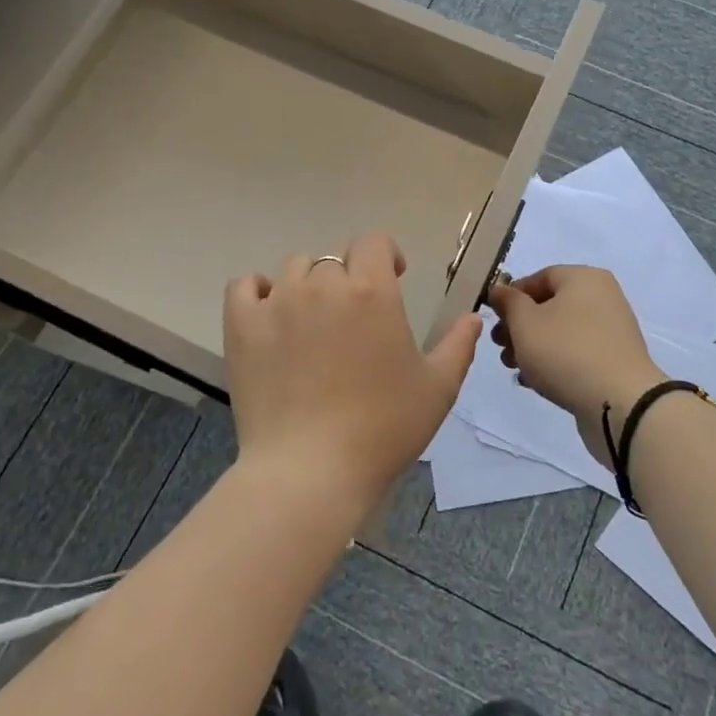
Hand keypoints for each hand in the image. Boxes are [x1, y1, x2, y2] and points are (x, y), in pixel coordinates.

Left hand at [224, 233, 481, 516]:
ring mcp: (278, 302)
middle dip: (349, 281)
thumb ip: (458, 345)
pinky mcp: (242, 325)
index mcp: (372, 291)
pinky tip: (270, 315)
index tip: (394, 278)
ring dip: (308, 285)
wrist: (310, 472)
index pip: (375, 243)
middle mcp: (323, 285)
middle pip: (335, 261)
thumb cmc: (382, 429)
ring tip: (313, 322)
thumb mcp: (436, 389)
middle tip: (354, 320)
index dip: (386, 255)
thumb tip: (473, 316)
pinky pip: (245, 286)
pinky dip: (258, 292)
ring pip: (294, 270)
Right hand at [488, 265, 664, 469]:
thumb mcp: (524, 323)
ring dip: (533, 347)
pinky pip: (577, 352)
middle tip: (500, 348)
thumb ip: (508, 303)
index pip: (538, 277)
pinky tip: (536, 382)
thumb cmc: (566, 352)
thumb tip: (500, 291)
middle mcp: (602, 296)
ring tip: (515, 368)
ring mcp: (612, 330)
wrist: (620, 403)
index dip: (511, 297)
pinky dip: (555, 361)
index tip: (493, 320)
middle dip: (519, 326)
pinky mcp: (615, 360)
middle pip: (549, 305)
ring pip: (561, 331)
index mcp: (584, 278)